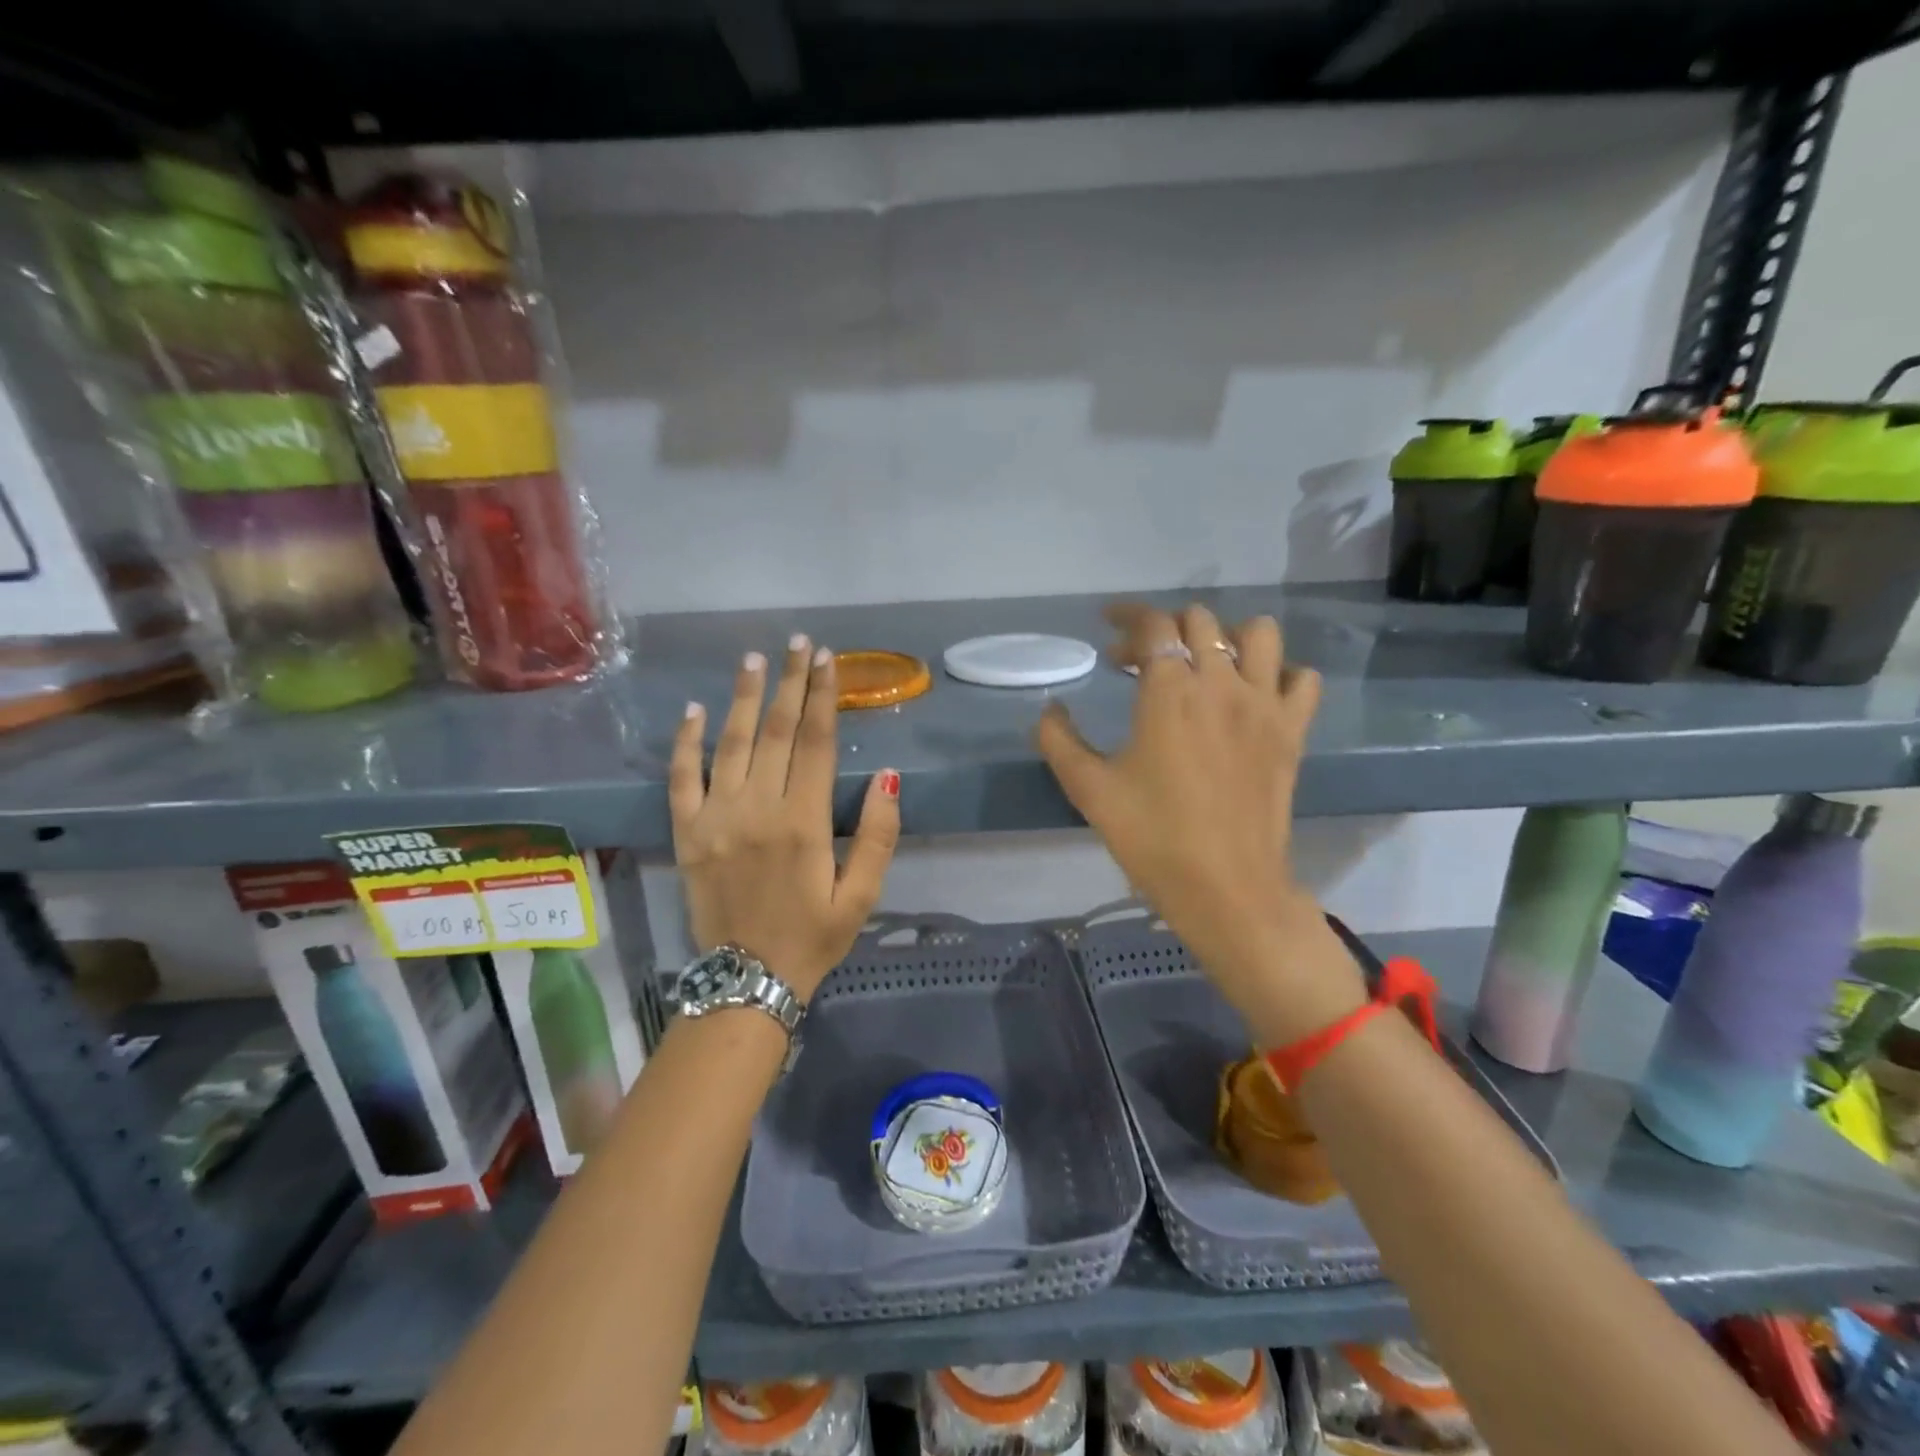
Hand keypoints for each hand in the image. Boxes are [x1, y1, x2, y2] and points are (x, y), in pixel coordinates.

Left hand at [670, 636, 900, 1000]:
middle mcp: (757, 809)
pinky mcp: (687, 833)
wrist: (747, 981)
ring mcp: (716, 818)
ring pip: (730, 743)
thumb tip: (889, 775)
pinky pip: (682, 778)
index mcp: (803, 822)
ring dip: (743, 697)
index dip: (822, 696)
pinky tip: (695, 710)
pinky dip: (687, 742)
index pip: (815, 742)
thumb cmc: (813, 937)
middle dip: (790, 683)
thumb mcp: (862, 895)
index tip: (828, 659)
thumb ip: (878, 834)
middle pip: (775, 731)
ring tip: (754, 659)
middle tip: (798, 643)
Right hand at [1036, 603, 1366, 1041]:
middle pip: (1200, 621)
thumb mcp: (1088, 789)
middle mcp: (1221, 683)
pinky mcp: (1292, 731)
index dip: (1127, 617)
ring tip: (1202, 664)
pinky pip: (1301, 678)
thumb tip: (1050, 709)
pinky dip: (1278, 673)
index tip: (1107, 629)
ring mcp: (1264, 704)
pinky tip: (1253, 694)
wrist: (1225, 887)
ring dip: (1226, 636)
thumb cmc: (1151, 836)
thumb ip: (1059, 740)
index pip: (1153, 624)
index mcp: (1169, 691)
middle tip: (1138, 661)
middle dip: (1163, 628)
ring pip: (1259, 633)